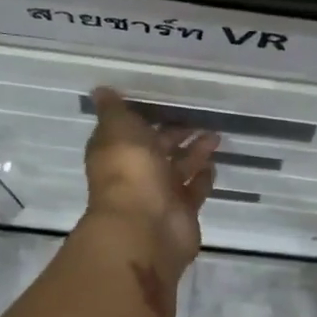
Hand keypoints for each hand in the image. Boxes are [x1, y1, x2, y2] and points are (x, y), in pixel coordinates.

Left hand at [82, 87, 219, 272]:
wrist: (146, 226)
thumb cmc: (130, 171)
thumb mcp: (118, 129)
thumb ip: (114, 110)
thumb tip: (100, 90)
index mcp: (116, 152)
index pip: (128, 130)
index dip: (144, 117)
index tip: (164, 101)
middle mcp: (136, 173)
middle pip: (157, 149)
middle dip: (175, 133)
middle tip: (199, 116)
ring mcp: (160, 194)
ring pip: (178, 167)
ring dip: (195, 152)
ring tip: (215, 135)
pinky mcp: (183, 211)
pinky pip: (194, 190)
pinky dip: (203, 177)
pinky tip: (214, 164)